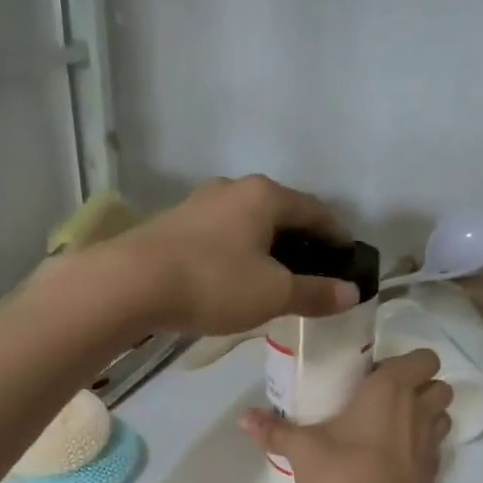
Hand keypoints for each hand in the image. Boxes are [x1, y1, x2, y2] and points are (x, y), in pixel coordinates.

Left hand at [97, 176, 359, 335]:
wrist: (130, 283)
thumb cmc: (213, 283)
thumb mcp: (272, 294)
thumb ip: (314, 292)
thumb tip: (352, 292)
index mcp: (264, 196)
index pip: (315, 210)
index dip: (336, 234)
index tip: (347, 257)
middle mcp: (232, 189)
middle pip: (279, 212)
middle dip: (300, 240)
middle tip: (313, 271)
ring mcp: (198, 203)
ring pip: (246, 222)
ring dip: (265, 246)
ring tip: (274, 277)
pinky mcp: (173, 224)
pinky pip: (220, 235)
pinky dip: (237, 252)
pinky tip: (234, 277)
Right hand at [241, 350, 452, 482]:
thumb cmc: (343, 471)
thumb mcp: (302, 449)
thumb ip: (275, 431)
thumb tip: (243, 416)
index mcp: (391, 388)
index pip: (423, 358)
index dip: (407, 363)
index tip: (377, 375)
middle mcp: (418, 408)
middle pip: (439, 385)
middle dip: (422, 388)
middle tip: (387, 400)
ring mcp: (431, 442)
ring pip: (442, 416)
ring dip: (425, 416)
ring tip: (393, 427)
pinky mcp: (433, 472)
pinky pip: (434, 448)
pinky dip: (420, 448)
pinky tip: (394, 461)